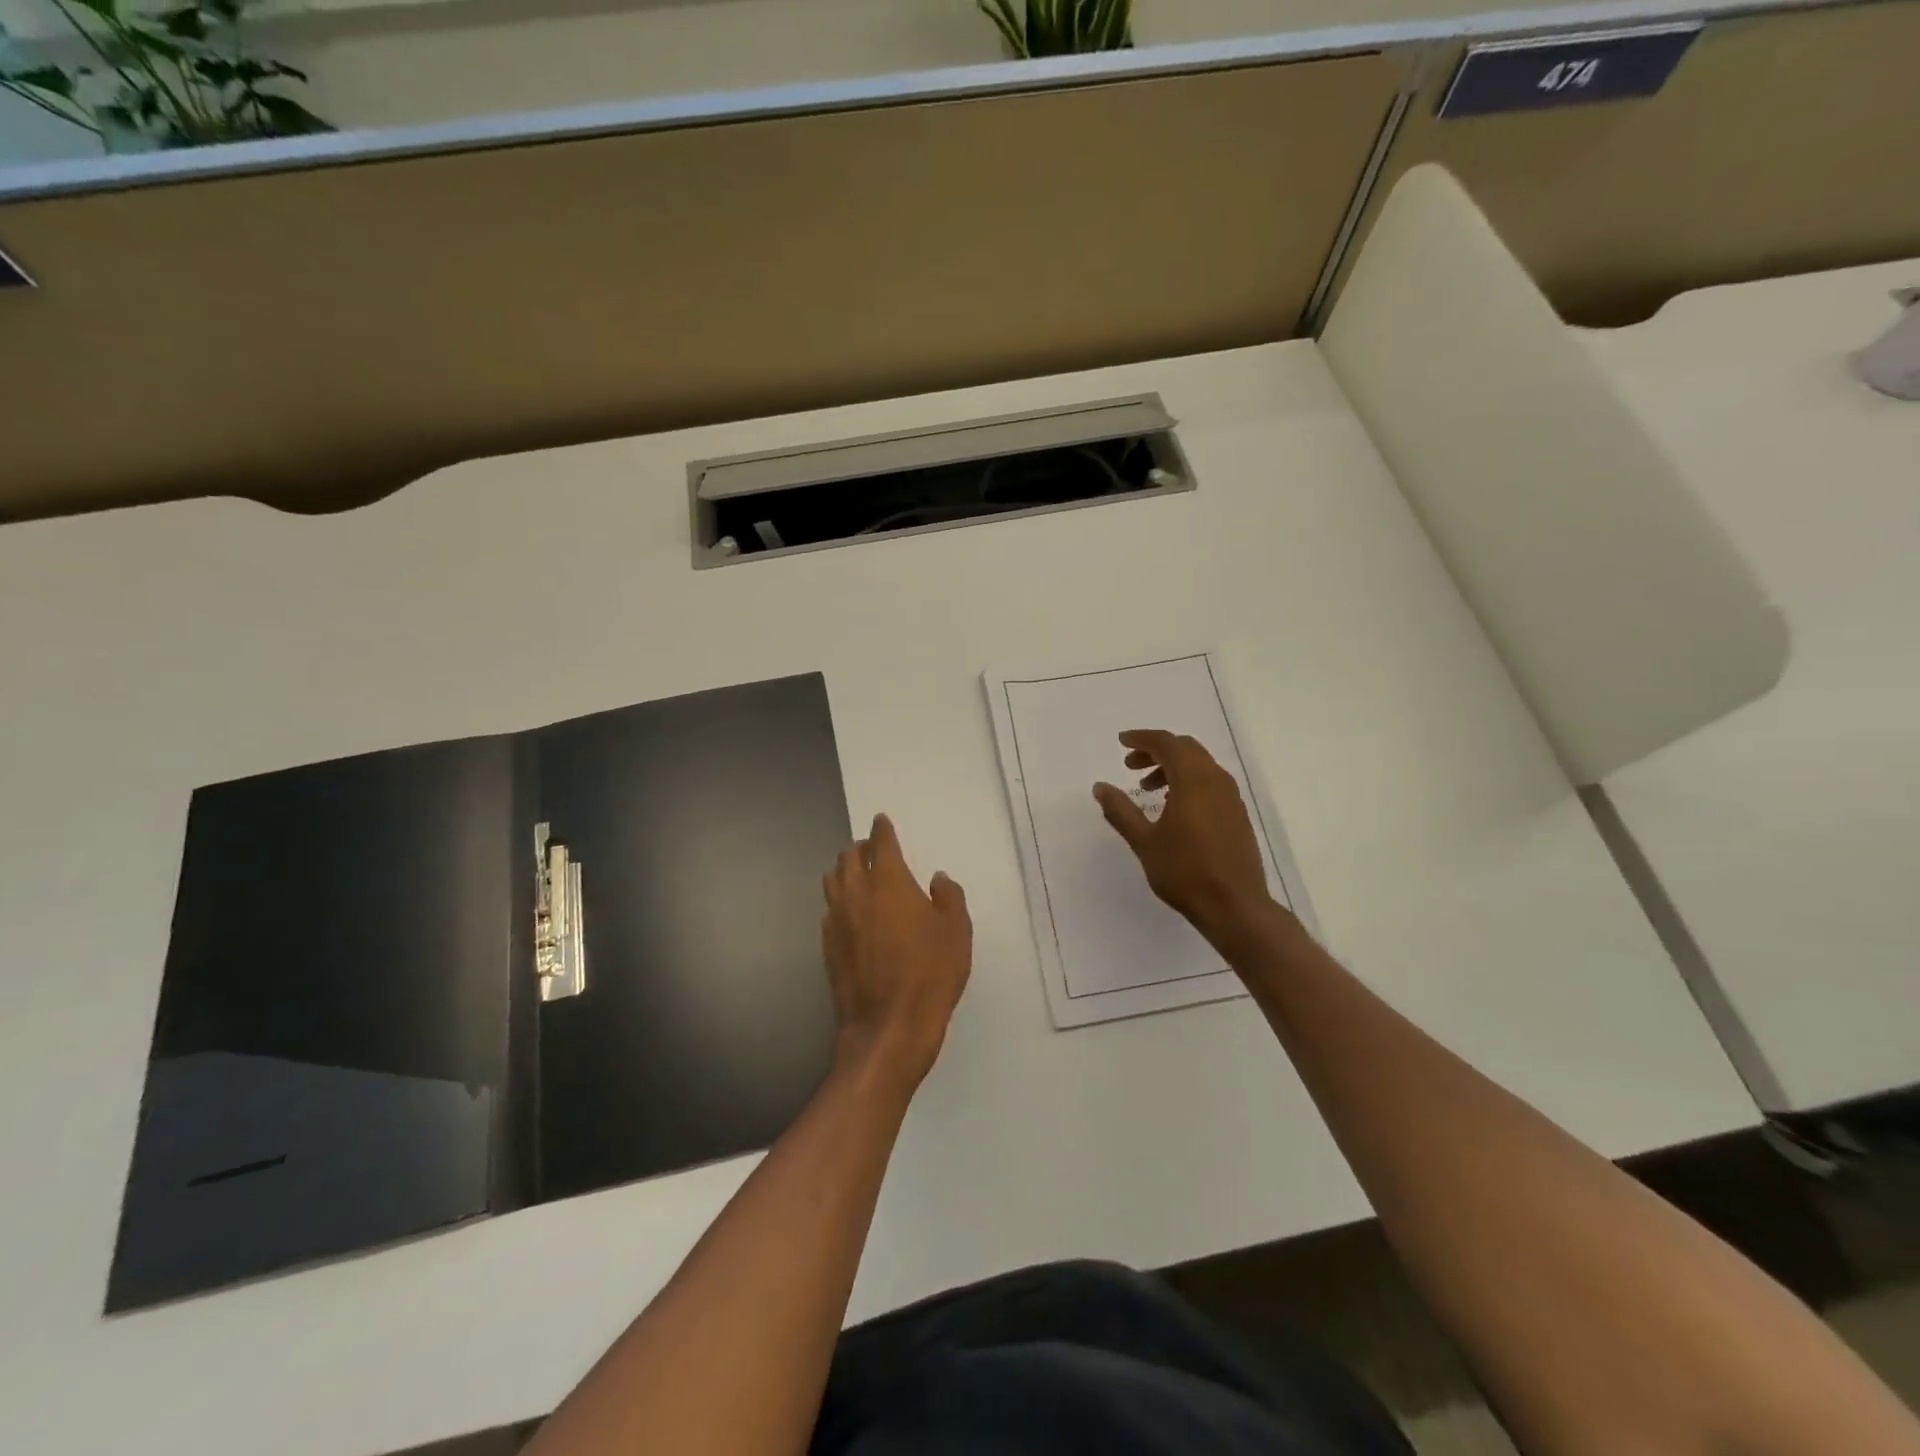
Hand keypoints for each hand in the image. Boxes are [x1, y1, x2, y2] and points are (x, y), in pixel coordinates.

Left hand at [821, 814, 971, 1091]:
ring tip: (858, 874)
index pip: (881, 843)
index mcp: (889, 882)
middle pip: (849, 857)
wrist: (889, 1027)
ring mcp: (837, 920)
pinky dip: (839, 901)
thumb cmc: (930, 974)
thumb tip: (937, 879)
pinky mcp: (827, 946)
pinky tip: (851, 912)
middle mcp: (856, 893)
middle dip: (861, 847)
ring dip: (845, 870)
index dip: (882, 829)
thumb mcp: (956, 932)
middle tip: (874, 849)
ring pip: (833, 880)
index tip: (881, 821)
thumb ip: (948, 897)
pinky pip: (830, 909)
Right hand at [1094, 730, 1281, 942]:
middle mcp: (1216, 781)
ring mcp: (1231, 798)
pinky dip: (1188, 782)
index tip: (1122, 742)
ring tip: (1147, 789)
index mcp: (1193, 781)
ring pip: (1200, 765)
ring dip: (1172, 767)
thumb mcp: (1144, 842)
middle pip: (1186, 749)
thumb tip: (1100, 786)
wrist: (1235, 906)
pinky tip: (1173, 806)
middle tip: (1130, 765)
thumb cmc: (1185, 872)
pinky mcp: (1237, 814)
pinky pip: (1211, 782)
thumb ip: (1120, 810)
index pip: (1167, 744)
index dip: (1142, 739)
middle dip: (1156, 751)